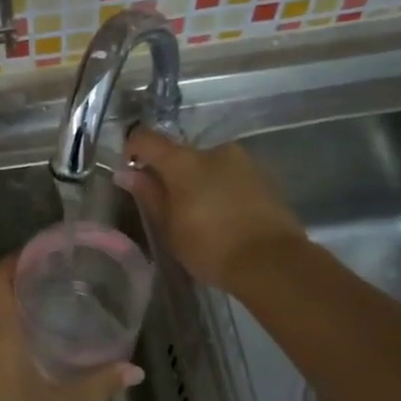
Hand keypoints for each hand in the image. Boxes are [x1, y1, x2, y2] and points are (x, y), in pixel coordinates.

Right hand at [120, 127, 306, 290]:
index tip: (130, 171)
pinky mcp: (264, 178)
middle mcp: (215, 151)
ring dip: (198, 183)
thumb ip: (149, 195)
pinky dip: (221, 191)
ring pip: (208, 166)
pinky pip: (230, 178)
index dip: (133, 149)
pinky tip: (224, 220)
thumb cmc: (210, 247)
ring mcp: (243, 162)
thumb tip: (128, 174)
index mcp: (184, 161)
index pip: (147, 138)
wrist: (272, 262)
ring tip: (200, 218)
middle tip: (169, 208)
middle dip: (170, 175)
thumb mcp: (169, 228)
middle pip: (181, 154)